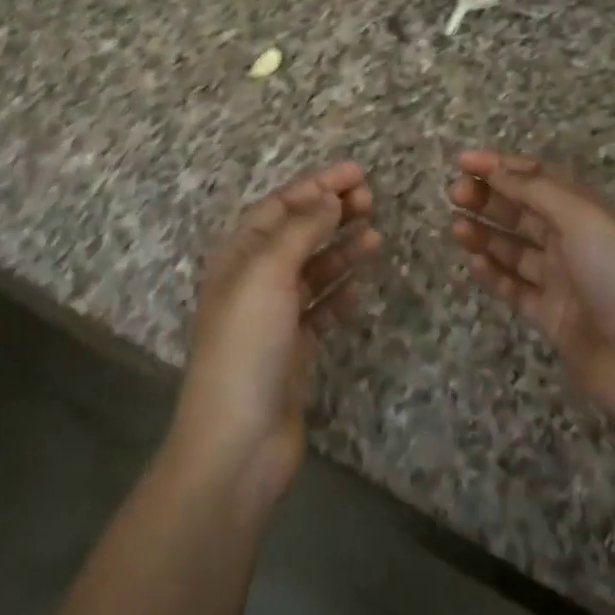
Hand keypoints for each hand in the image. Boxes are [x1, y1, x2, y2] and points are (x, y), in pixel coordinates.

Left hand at [169, 161, 378, 509]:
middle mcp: (253, 279)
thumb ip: (300, 230)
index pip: (280, 206)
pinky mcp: (293, 348)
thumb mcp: (268, 274)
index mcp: (238, 255)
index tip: (356, 173)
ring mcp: (273, 315)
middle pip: (297, 233)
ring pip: (313, 269)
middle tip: (372, 199)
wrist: (238, 441)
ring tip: (376, 235)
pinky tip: (359, 288)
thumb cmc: (247, 344)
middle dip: (332, 213)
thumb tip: (327, 197)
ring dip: (342, 249)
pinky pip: (320, 309)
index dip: (316, 186)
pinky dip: (339, 294)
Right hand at [450, 150, 614, 421]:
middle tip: (455, 193)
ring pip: (514, 249)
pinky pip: (514, 287)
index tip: (464, 161)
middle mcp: (574, 241)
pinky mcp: (550, 316)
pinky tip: (472, 261)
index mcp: (588, 212)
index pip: (539, 178)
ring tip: (456, 227)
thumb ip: (535, 191)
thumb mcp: (582, 219)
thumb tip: (496, 168)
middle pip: (523, 211)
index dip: (502, 166)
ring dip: (484, 233)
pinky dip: (492, 273)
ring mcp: (561, 280)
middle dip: (489, 197)